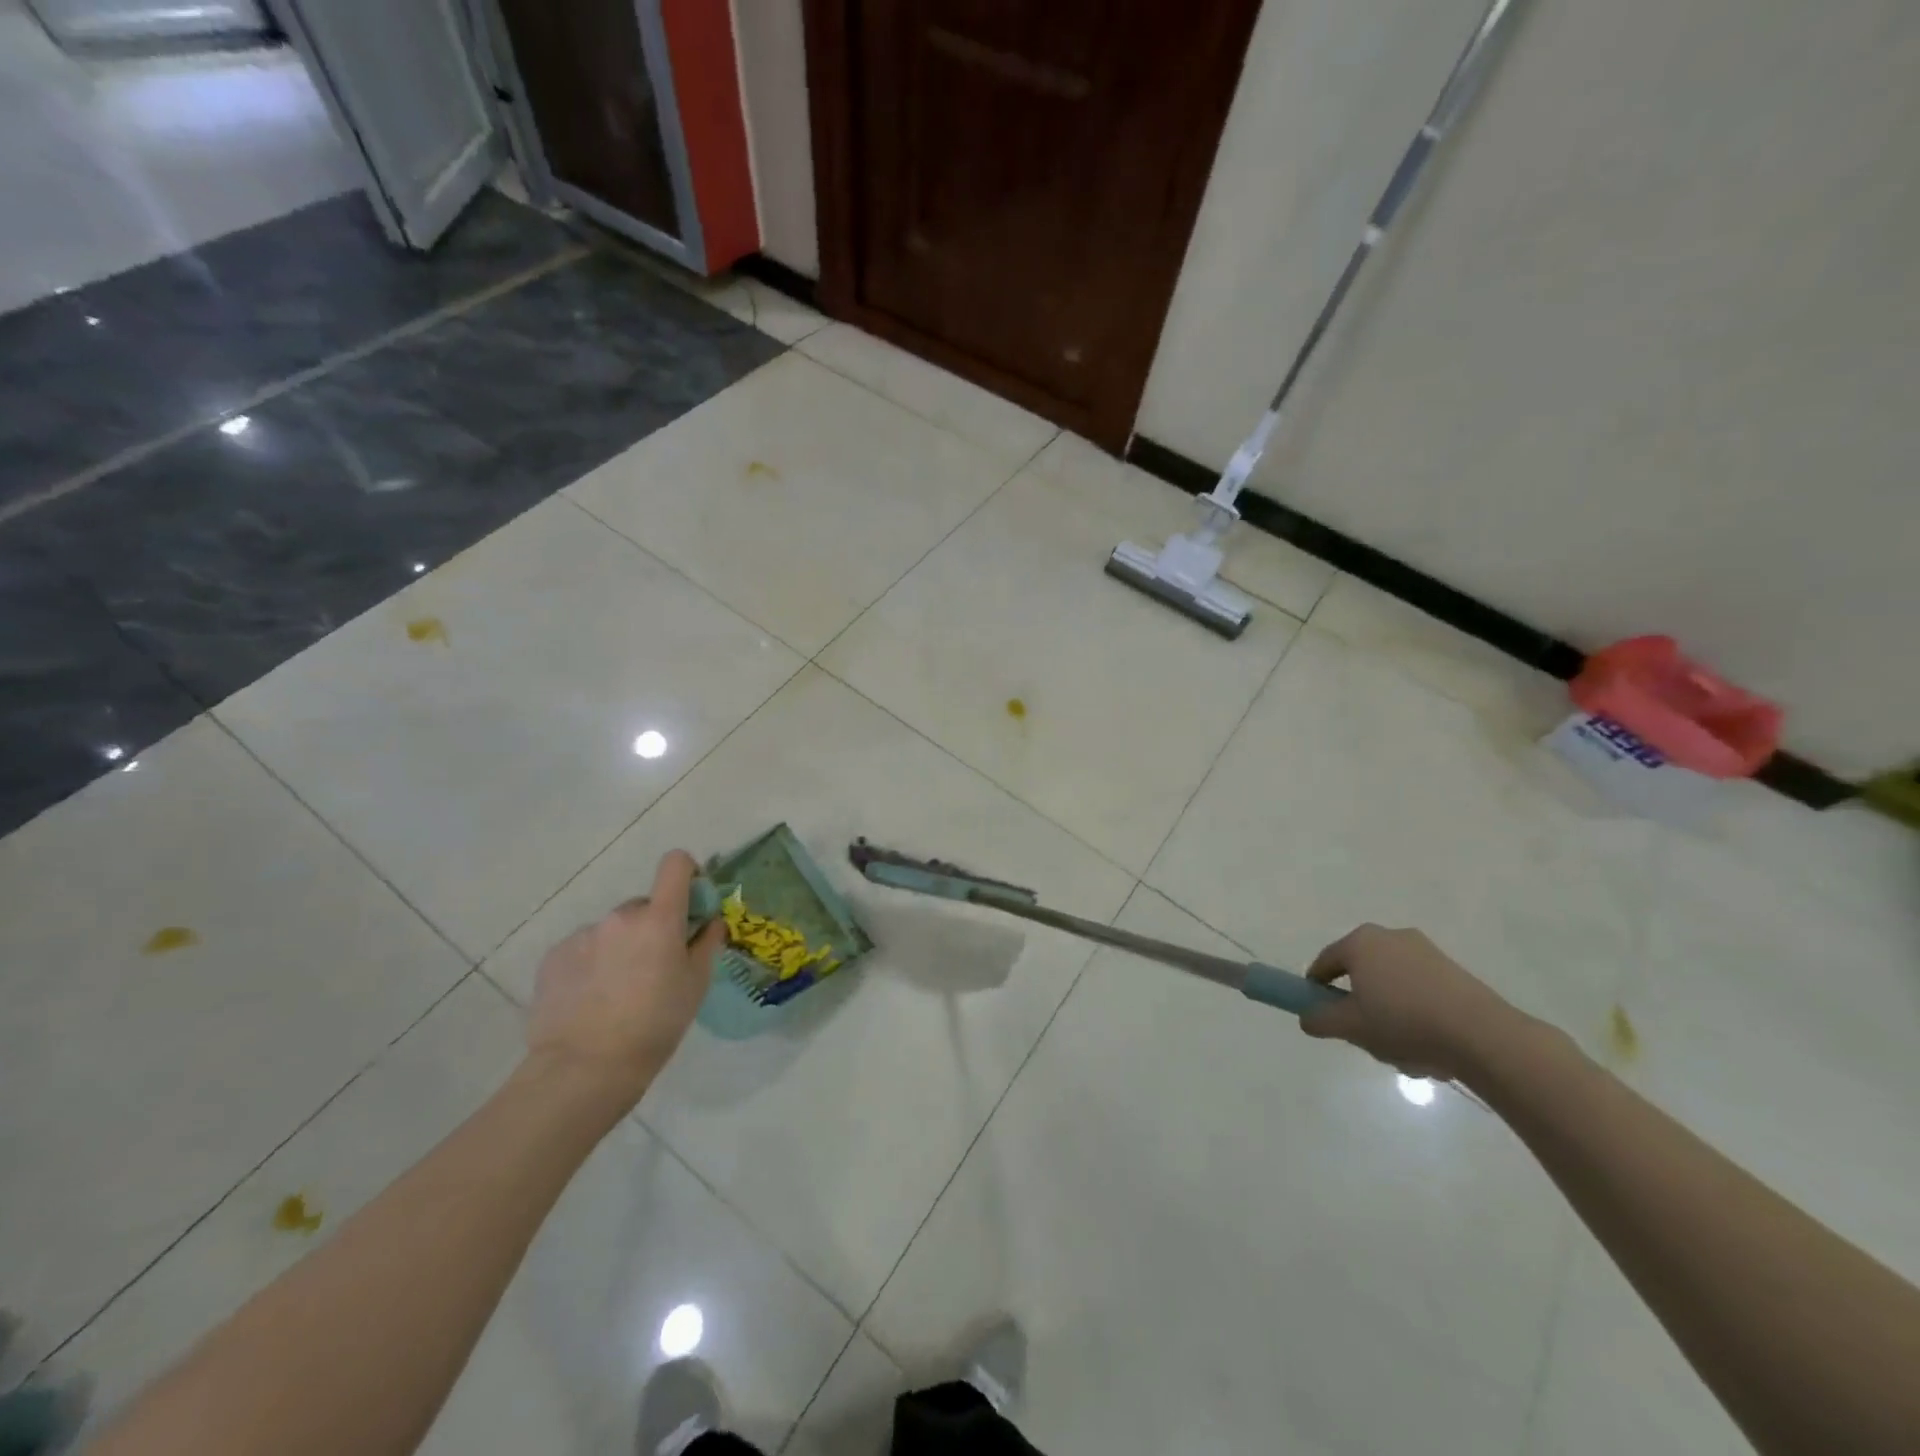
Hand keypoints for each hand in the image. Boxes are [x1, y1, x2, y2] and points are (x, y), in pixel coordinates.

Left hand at [525, 850, 726, 1105]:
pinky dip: (593, 964)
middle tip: (655, 968)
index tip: (691, 902)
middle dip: (653, 927)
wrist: (584, 1069)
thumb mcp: (696, 985)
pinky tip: (592, 1000)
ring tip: (619, 992)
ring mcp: (583, 935)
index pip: (675, 864)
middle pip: (644, 906)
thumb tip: (710, 921)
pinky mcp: (554, 957)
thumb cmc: (655, 1025)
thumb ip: (706, 943)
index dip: (687, 874)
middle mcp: (620, 917)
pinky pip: (584, 949)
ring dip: (621, 947)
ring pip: (613, 930)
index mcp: (659, 918)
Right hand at [1297, 923, 1527, 1080]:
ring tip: (1403, 1053)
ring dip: (1390, 1016)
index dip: (1316, 987)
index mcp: (1361, 942)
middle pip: (1361, 974)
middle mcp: (1390, 937)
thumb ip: (1319, 1020)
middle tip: (1364, 1037)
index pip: (1325, 962)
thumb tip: (1307, 1018)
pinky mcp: (1454, 972)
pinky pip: (1420, 992)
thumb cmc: (1403, 1022)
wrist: (1481, 1035)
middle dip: (1360, 1007)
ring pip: (1392, 987)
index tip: (1319, 1012)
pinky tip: (1428, 1048)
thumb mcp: (1350, 1026)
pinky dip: (1417, 1015)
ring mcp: (1426, 952)